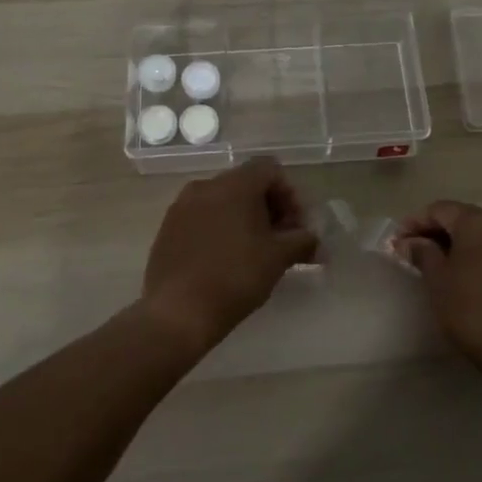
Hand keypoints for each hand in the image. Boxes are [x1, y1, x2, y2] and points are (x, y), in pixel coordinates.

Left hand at [141, 157, 319, 354]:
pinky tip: (225, 260)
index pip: (270, 170)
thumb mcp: (278, 258)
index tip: (296, 226)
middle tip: (281, 240)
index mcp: (234, 185)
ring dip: (244, 218)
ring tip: (254, 252)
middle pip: (247, 183)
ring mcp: (181, 206)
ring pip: (222, 201)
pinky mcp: (167, 228)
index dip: (290, 194)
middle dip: (269, 207)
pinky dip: (219, 229)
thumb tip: (314, 241)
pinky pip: (202, 217)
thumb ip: (302, 241)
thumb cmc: (235, 277)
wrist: (177, 312)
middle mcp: (206, 186)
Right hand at [393, 200, 481, 376]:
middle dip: (433, 231)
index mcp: (476, 223)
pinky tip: (460, 276)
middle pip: (460, 218)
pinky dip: (472, 256)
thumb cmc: (473, 310)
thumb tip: (409, 242)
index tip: (396, 241)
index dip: (414, 222)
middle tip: (411, 250)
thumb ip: (422, 254)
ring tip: (432, 264)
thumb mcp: (438, 281)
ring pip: (477, 235)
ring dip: (453, 244)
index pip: (439, 209)